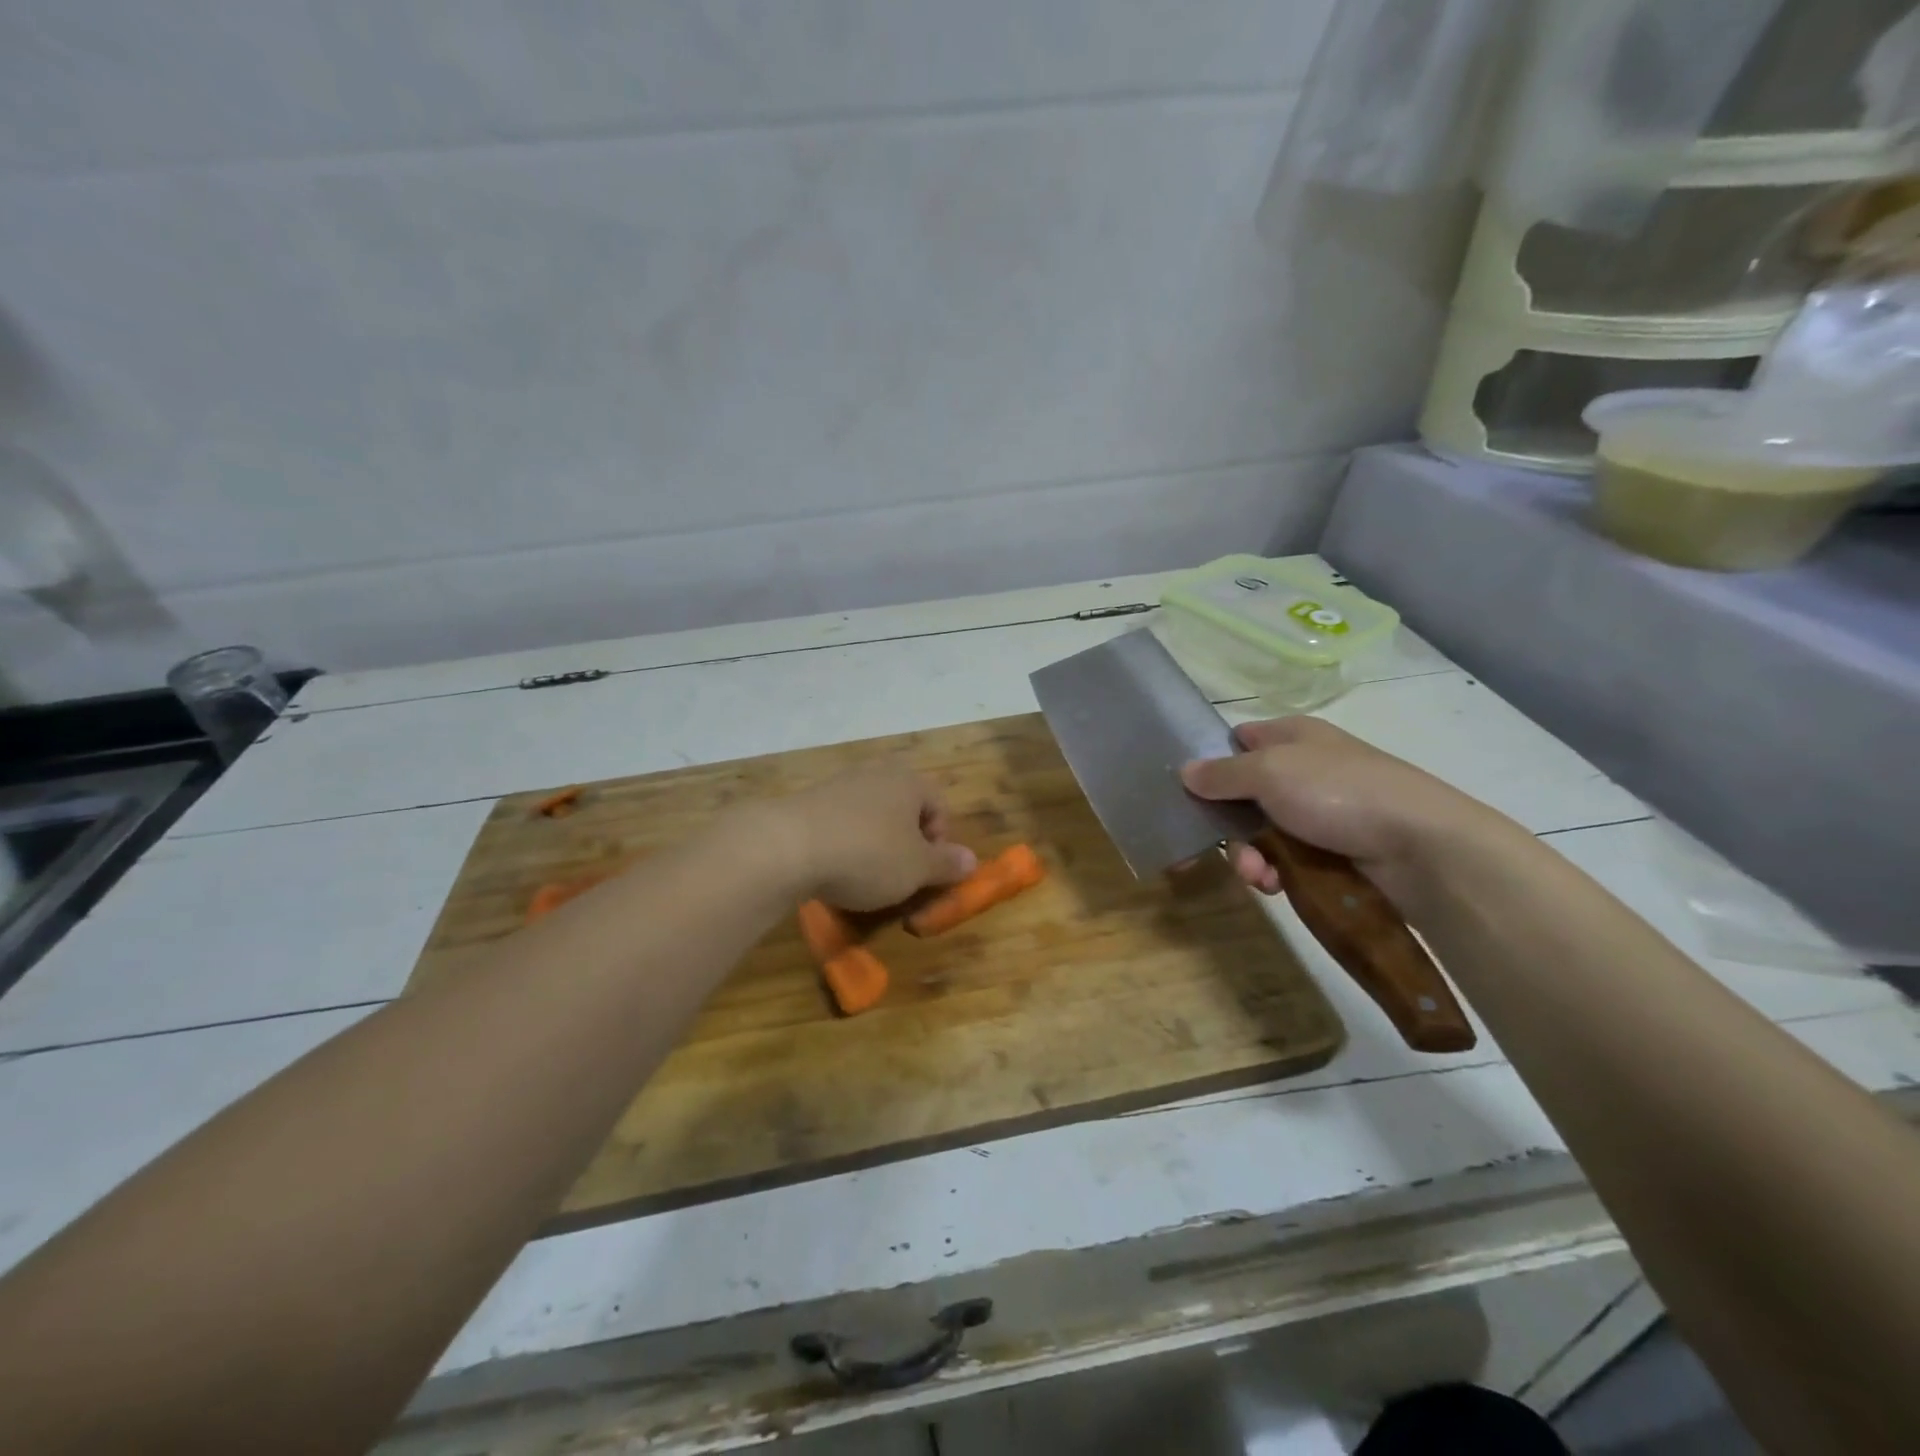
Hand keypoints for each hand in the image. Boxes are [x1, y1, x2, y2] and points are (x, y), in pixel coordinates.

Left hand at [763, 760, 977, 910]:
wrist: (788, 846)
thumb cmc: (868, 855)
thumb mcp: (916, 869)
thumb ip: (946, 864)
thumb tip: (972, 860)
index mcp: (909, 780)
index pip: (939, 806)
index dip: (940, 842)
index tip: (926, 872)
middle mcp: (876, 773)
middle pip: (904, 808)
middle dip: (905, 842)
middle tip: (899, 875)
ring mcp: (839, 784)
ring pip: (870, 816)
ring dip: (873, 844)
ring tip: (864, 877)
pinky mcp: (807, 801)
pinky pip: (839, 823)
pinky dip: (843, 844)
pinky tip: (833, 869)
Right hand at [1180, 717, 1510, 905]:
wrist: (1421, 845)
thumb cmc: (1338, 792)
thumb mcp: (1269, 772)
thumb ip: (1222, 773)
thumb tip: (1185, 771)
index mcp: (1291, 736)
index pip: (1237, 741)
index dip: (1211, 762)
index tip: (1187, 792)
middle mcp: (1304, 768)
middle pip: (1242, 795)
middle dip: (1227, 826)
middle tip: (1220, 848)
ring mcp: (1321, 810)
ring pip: (1262, 833)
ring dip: (1249, 856)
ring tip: (1258, 876)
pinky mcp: (1335, 849)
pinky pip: (1288, 859)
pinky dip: (1275, 873)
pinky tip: (1276, 886)